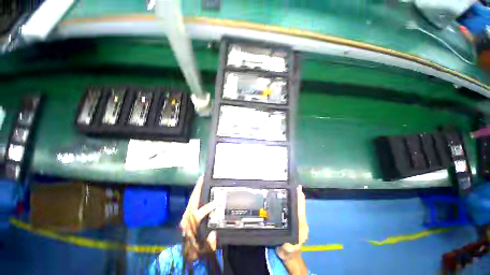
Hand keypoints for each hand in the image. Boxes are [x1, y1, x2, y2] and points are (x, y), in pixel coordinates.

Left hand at [180, 176, 216, 261]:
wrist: (187, 256)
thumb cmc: (197, 251)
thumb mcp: (205, 250)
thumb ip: (210, 244)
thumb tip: (214, 233)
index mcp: (191, 227)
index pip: (199, 214)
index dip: (209, 207)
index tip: (217, 201)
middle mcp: (186, 220)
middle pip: (192, 202)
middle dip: (197, 190)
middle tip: (202, 179)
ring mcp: (185, 217)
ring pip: (190, 201)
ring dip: (196, 190)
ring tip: (201, 181)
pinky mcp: (185, 217)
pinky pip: (190, 203)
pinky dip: (195, 195)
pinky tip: (198, 190)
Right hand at [276, 185, 308, 260]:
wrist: (291, 257)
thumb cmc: (288, 253)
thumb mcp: (285, 251)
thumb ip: (286, 247)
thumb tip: (285, 241)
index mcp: (300, 228)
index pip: (300, 212)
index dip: (299, 201)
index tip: (298, 191)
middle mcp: (301, 223)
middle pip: (300, 207)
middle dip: (299, 197)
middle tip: (297, 186)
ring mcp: (299, 222)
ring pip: (299, 208)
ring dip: (298, 199)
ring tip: (296, 189)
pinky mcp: (296, 222)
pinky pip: (296, 210)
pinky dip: (296, 203)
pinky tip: (292, 198)